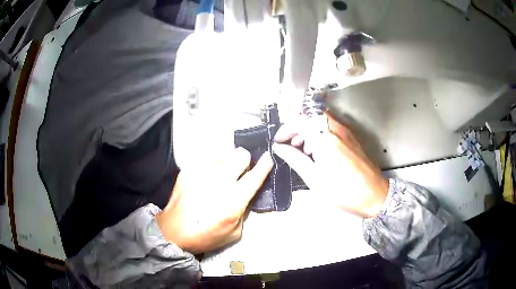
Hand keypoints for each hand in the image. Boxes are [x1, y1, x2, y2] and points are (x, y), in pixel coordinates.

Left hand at [156, 148, 272, 252]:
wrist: (174, 232)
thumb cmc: (205, 236)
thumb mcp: (234, 233)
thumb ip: (244, 211)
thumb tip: (246, 195)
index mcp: (233, 201)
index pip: (255, 176)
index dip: (265, 165)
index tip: (268, 158)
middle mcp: (219, 182)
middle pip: (240, 154)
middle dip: (244, 160)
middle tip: (240, 169)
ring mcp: (201, 174)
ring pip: (222, 151)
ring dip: (226, 158)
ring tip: (221, 169)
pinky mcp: (187, 171)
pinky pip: (204, 156)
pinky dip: (210, 162)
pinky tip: (206, 173)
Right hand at [272, 113, 388, 217]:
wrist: (374, 195)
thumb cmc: (346, 192)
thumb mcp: (314, 178)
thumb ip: (295, 159)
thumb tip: (281, 148)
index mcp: (325, 138)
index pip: (299, 120)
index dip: (286, 129)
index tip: (280, 140)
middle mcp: (337, 130)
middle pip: (310, 116)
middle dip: (297, 128)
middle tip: (290, 144)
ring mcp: (346, 133)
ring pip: (320, 120)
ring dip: (308, 130)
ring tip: (304, 150)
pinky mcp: (351, 138)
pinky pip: (331, 127)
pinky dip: (320, 134)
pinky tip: (319, 152)